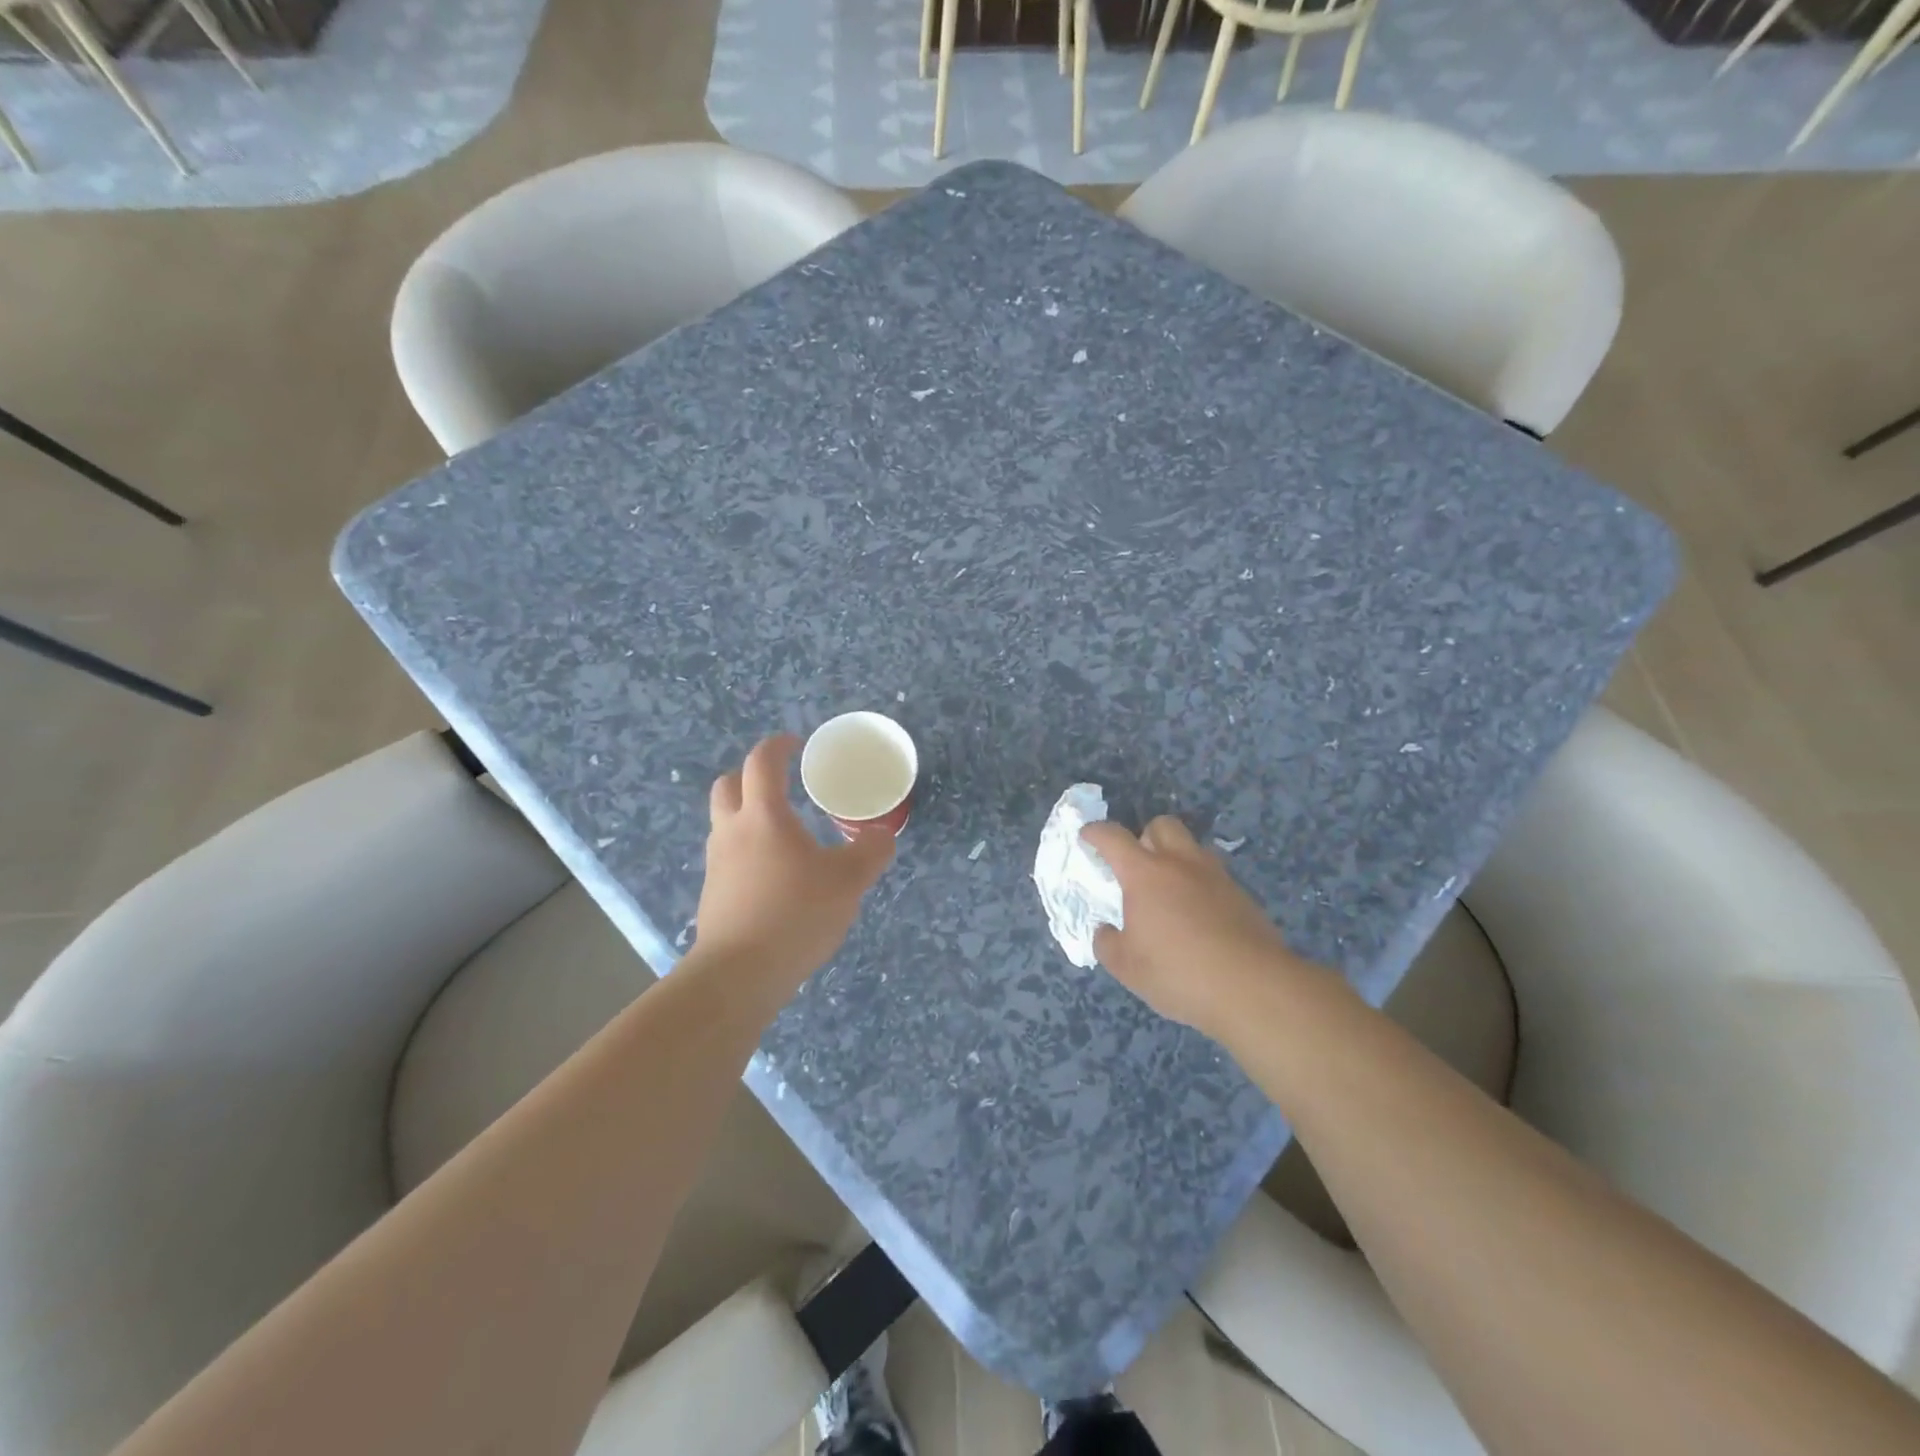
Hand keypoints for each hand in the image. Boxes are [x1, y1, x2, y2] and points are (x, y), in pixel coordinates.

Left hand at [694, 734, 895, 990]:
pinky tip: (774, 874)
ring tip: (782, 832)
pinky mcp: (712, 894)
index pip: (762, 762)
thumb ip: (871, 853)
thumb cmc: (795, 914)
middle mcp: (732, 831)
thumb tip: (883, 835)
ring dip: (747, 814)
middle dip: (750, 776)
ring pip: (724, 822)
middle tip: (780, 783)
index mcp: (763, 816)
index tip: (796, 744)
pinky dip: (747, 850)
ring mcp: (716, 864)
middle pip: (728, 785)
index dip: (778, 746)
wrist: (738, 975)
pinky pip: (728, 856)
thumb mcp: (848, 882)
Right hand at [1080, 815, 1301, 1036]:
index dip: (1096, 833)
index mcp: (1145, 874)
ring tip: (1169, 892)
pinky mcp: (1242, 896)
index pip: (1113, 837)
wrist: (1253, 988)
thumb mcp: (1127, 967)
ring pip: (1192, 847)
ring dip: (1176, 858)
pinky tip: (1198, 917)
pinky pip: (1213, 876)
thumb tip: (1106, 931)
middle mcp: (1181, 863)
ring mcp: (1216, 876)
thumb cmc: (1178, 972)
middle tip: (1137, 866)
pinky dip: (1199, 885)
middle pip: (1161, 825)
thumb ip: (1108, 943)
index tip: (1087, 837)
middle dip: (1145, 836)